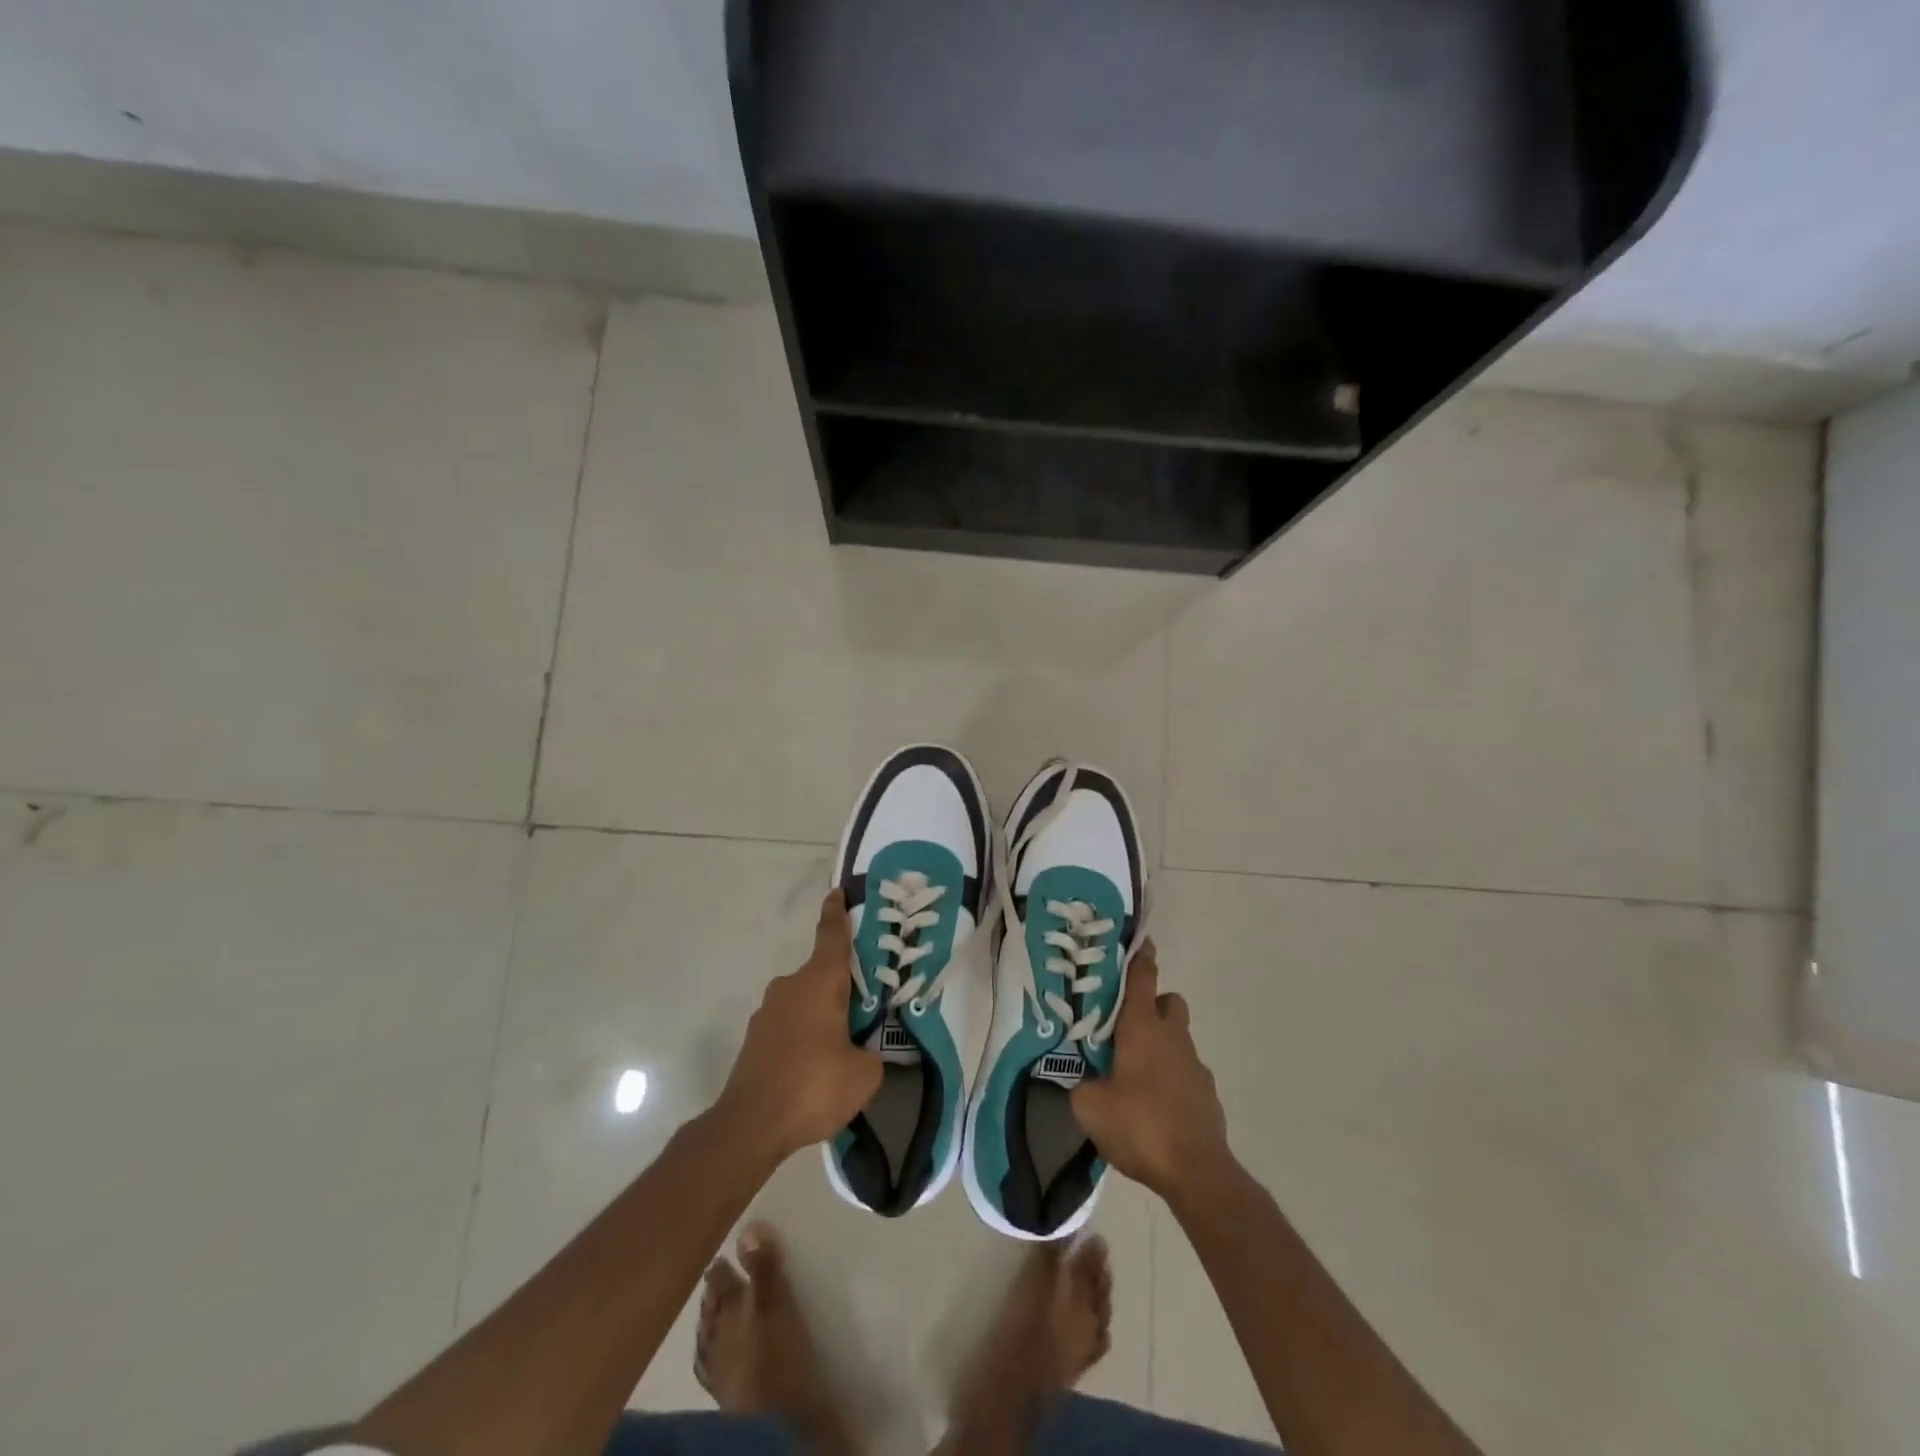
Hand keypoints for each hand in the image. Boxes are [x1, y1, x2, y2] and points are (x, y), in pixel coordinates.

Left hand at [718, 891, 882, 1161]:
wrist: (750, 1125)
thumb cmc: (813, 1086)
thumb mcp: (864, 1074)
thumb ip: (871, 1054)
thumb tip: (863, 1054)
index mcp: (820, 982)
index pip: (832, 936)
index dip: (837, 913)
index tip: (838, 892)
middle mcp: (790, 987)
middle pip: (821, 974)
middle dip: (842, 985)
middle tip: (866, 1004)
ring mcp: (767, 1013)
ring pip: (804, 1002)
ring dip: (822, 1015)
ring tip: (843, 1047)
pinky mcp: (755, 1040)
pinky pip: (789, 1026)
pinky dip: (804, 1037)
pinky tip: (815, 1070)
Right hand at [1070, 943, 1232, 1201]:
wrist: (1196, 1171)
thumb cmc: (1139, 1125)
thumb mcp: (1089, 1106)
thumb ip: (1080, 1083)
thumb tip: (1080, 1079)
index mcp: (1142, 1027)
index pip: (1143, 977)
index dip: (1140, 957)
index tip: (1138, 941)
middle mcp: (1172, 1036)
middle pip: (1169, 1002)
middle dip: (1152, 1006)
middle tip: (1125, 1028)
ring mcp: (1195, 1065)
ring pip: (1178, 1038)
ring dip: (1161, 1045)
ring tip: (1135, 1075)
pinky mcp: (1208, 1094)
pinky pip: (1186, 1072)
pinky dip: (1172, 1079)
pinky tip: (1155, 1106)